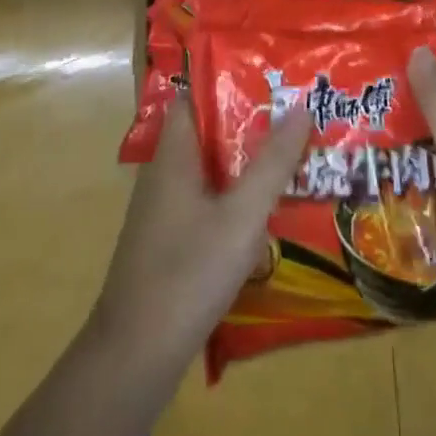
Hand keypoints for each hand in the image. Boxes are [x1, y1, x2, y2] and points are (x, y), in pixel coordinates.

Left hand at [91, 97, 312, 364]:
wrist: (134, 358)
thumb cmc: (188, 273)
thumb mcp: (242, 215)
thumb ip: (273, 162)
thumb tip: (302, 106)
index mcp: (174, 155)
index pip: (196, 97)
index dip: (230, 82)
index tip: (271, 77)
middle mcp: (165, 174)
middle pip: (208, 133)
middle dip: (250, 123)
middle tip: (296, 115)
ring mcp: (164, 211)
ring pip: (210, 170)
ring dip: (246, 162)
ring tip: (292, 156)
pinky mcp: (169, 242)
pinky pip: (207, 201)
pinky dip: (235, 196)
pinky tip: (266, 211)